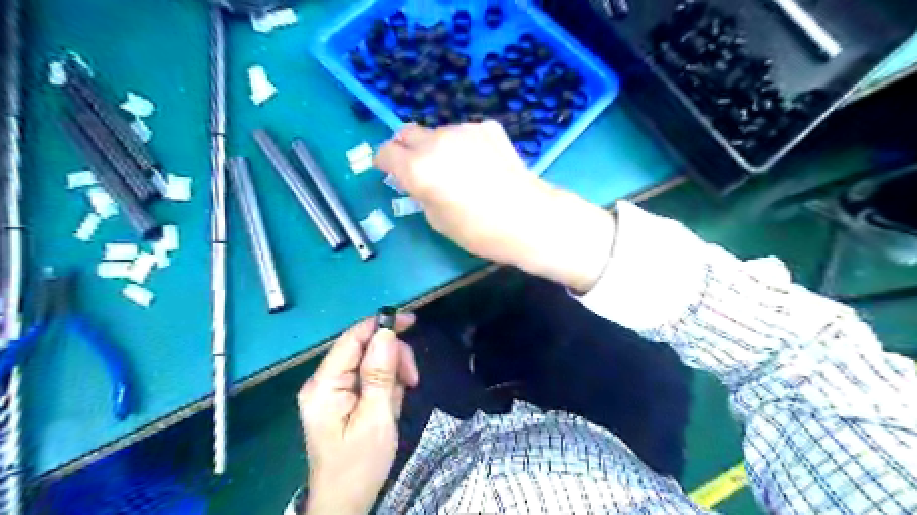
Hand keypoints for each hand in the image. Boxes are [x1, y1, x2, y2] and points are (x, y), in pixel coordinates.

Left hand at [298, 314, 417, 514]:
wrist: (344, 503)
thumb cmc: (359, 465)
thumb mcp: (376, 418)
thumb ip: (380, 374)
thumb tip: (387, 332)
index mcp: (324, 385)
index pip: (352, 338)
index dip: (381, 324)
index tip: (412, 321)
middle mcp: (323, 381)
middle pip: (363, 348)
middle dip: (392, 358)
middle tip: (413, 379)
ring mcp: (332, 390)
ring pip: (370, 362)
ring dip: (392, 374)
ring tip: (401, 399)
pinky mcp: (341, 398)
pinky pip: (369, 378)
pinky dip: (386, 385)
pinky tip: (391, 403)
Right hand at [373, 119, 613, 292]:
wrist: (529, 217)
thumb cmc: (479, 230)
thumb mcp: (437, 220)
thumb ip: (420, 193)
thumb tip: (417, 181)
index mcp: (418, 168)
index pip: (385, 152)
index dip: (384, 162)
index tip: (389, 171)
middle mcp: (436, 141)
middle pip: (406, 132)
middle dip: (405, 148)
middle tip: (416, 167)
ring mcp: (464, 130)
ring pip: (437, 132)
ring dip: (436, 146)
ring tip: (456, 169)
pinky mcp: (488, 127)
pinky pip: (464, 133)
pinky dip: (463, 144)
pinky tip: (480, 163)